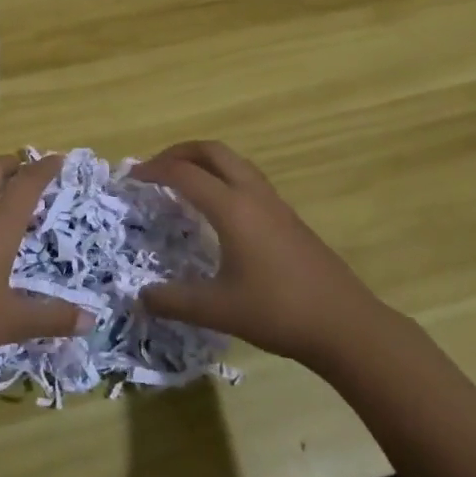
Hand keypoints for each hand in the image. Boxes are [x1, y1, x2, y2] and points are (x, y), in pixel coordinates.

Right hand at [132, 140, 375, 367]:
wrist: (345, 324)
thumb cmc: (278, 312)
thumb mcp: (218, 310)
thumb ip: (174, 301)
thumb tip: (140, 297)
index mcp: (232, 208)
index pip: (184, 174)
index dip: (153, 171)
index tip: (130, 178)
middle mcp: (252, 194)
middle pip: (212, 151)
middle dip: (179, 152)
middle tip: (155, 169)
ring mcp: (275, 203)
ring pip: (234, 161)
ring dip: (204, 161)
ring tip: (183, 182)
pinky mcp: (288, 217)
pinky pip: (247, 178)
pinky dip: (223, 177)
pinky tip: (218, 209)